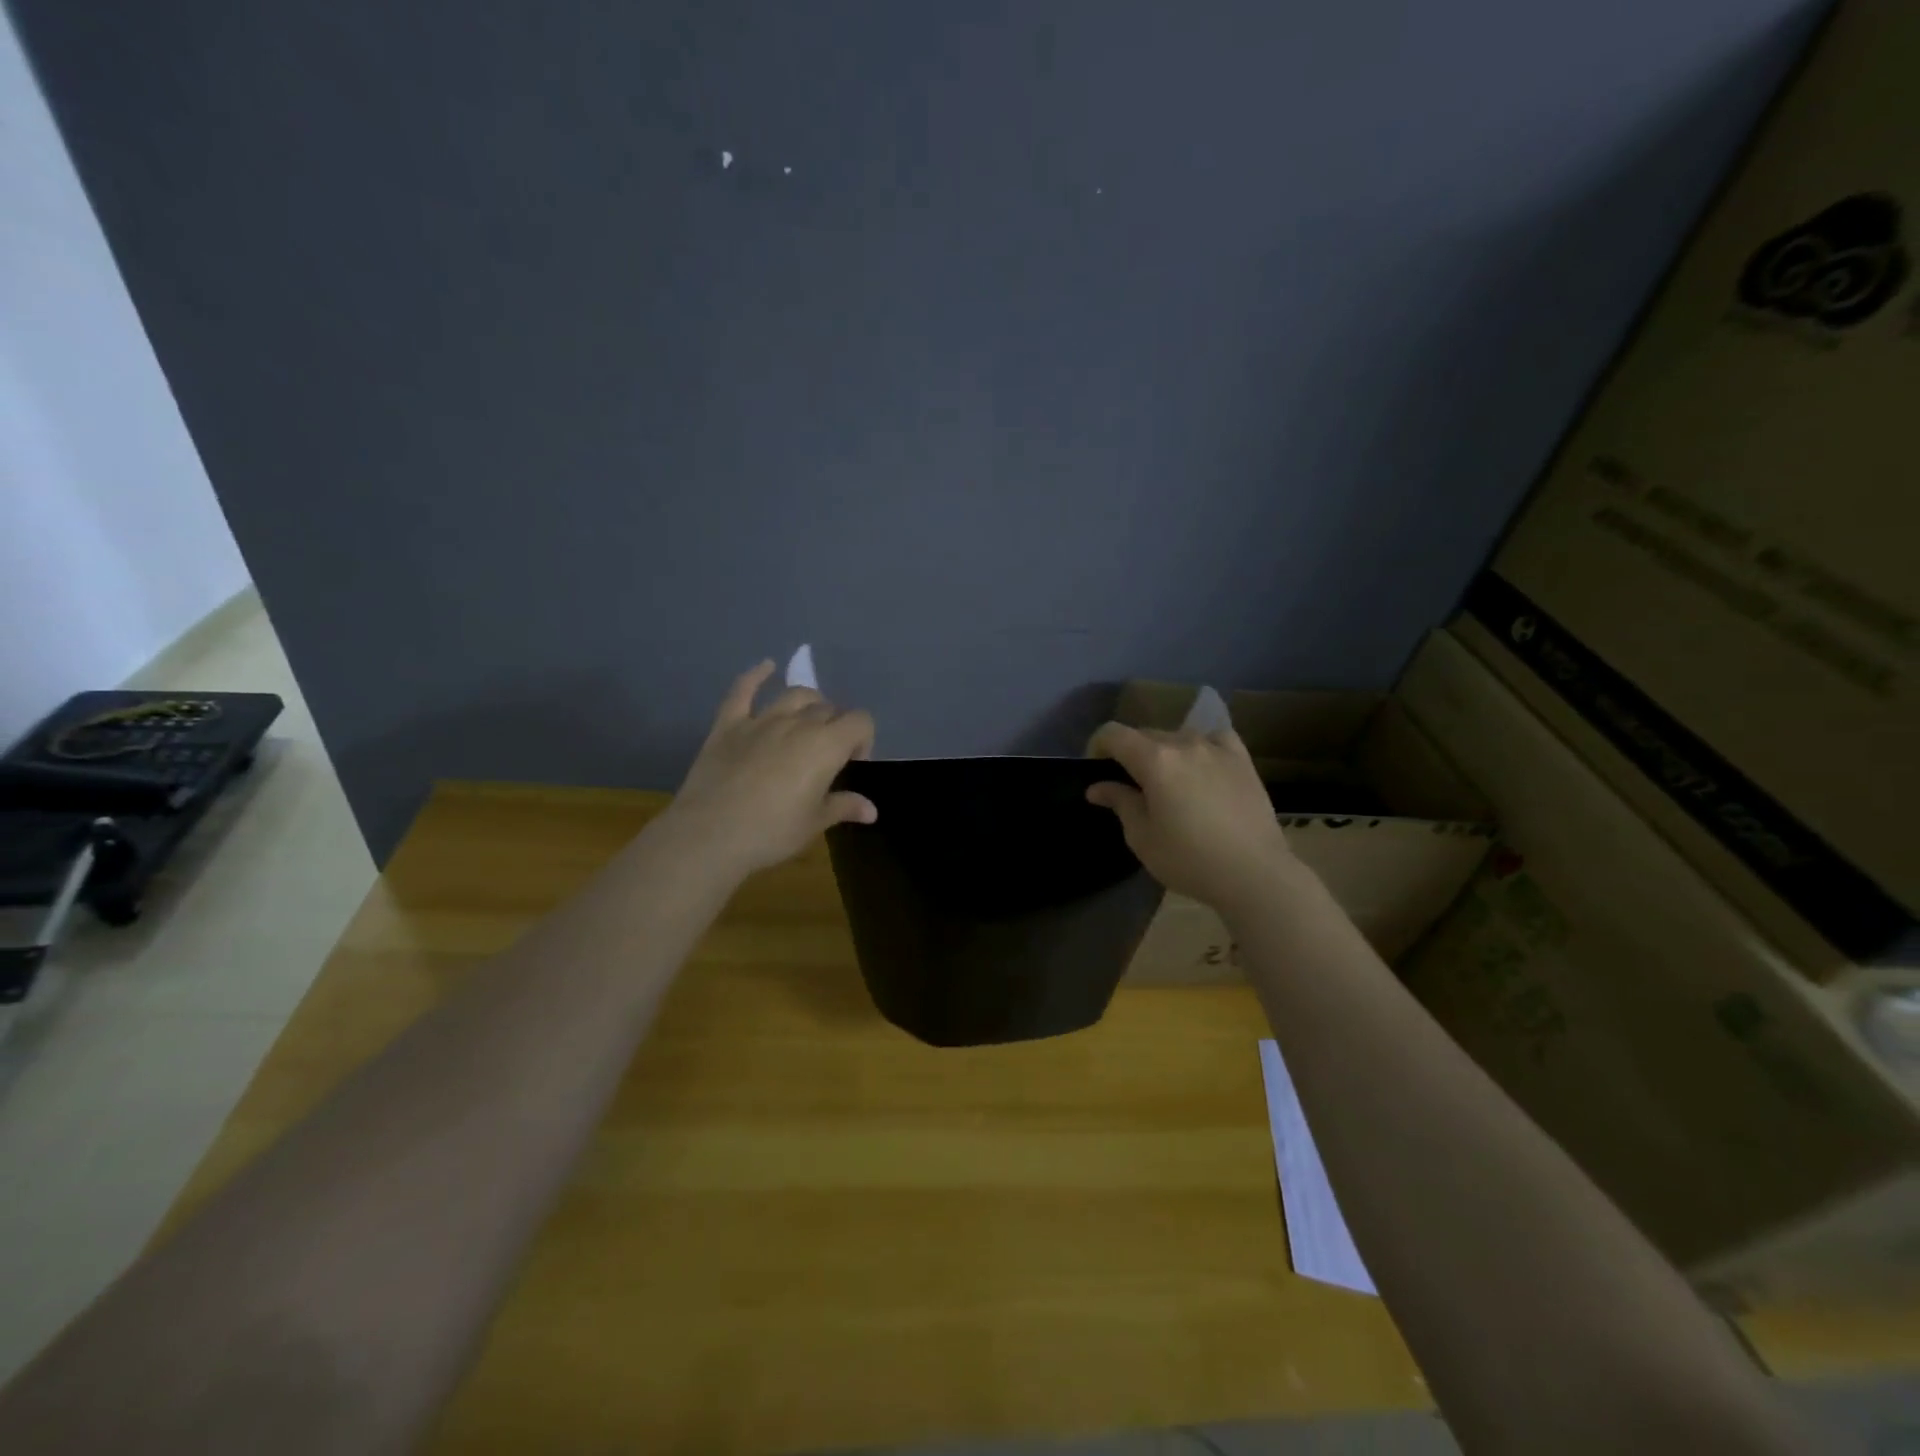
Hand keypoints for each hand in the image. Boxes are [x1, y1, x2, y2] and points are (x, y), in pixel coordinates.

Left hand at [662, 661, 876, 877]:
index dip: (863, 740)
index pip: (860, 722)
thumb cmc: (771, 832)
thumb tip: (870, 809)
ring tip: (808, 722)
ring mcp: (761, 720)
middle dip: (836, 727)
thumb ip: (843, 807)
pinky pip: (743, 690)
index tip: (852, 765)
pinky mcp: (729, 724)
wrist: (709, 835)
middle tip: (828, 756)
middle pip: (829, 709)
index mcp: (826, 746)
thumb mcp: (814, 823)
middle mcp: (798, 723)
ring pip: (795, 695)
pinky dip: (756, 675)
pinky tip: (766, 667)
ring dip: (809, 703)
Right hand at [1085, 721, 1304, 912]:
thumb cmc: (1189, 860)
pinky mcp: (1242, 759)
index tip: (1095, 769)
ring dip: (1164, 751)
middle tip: (1129, 785)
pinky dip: (1200, 746)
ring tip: (1167, 780)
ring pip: (1178, 736)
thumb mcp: (1143, 837)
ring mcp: (1217, 748)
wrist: (1255, 874)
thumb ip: (1120, 803)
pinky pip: (1214, 738)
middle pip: (1145, 734)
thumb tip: (1098, 787)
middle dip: (1130, 753)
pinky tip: (1201, 764)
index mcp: (1154, 760)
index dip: (1097, 746)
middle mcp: (1184, 743)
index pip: (1114, 734)